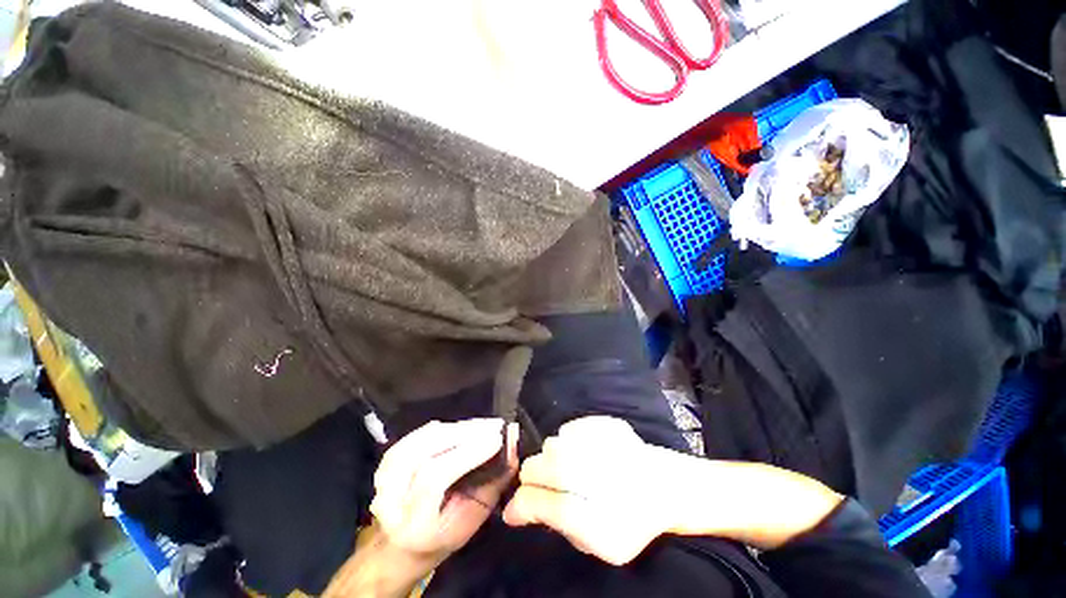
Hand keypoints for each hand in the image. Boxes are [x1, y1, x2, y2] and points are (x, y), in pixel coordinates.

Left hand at [371, 419, 517, 565]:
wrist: (401, 544)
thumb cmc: (444, 535)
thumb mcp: (474, 518)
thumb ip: (495, 481)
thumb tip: (513, 443)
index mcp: (411, 524)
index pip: (435, 478)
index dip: (467, 453)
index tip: (497, 438)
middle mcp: (390, 499)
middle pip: (427, 452)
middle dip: (465, 433)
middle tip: (494, 425)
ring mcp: (383, 477)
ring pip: (423, 439)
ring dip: (456, 428)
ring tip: (482, 425)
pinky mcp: (386, 461)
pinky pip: (418, 434)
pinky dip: (443, 427)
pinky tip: (461, 427)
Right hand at [502, 416, 680, 564]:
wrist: (664, 485)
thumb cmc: (630, 521)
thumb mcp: (596, 542)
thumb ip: (556, 523)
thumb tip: (519, 509)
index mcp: (584, 512)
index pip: (533, 501)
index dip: (520, 506)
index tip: (515, 511)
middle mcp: (583, 470)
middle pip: (534, 467)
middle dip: (533, 479)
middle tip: (549, 486)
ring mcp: (592, 440)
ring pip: (550, 445)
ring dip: (553, 458)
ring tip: (573, 467)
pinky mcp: (600, 422)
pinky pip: (569, 429)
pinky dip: (571, 441)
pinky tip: (588, 451)